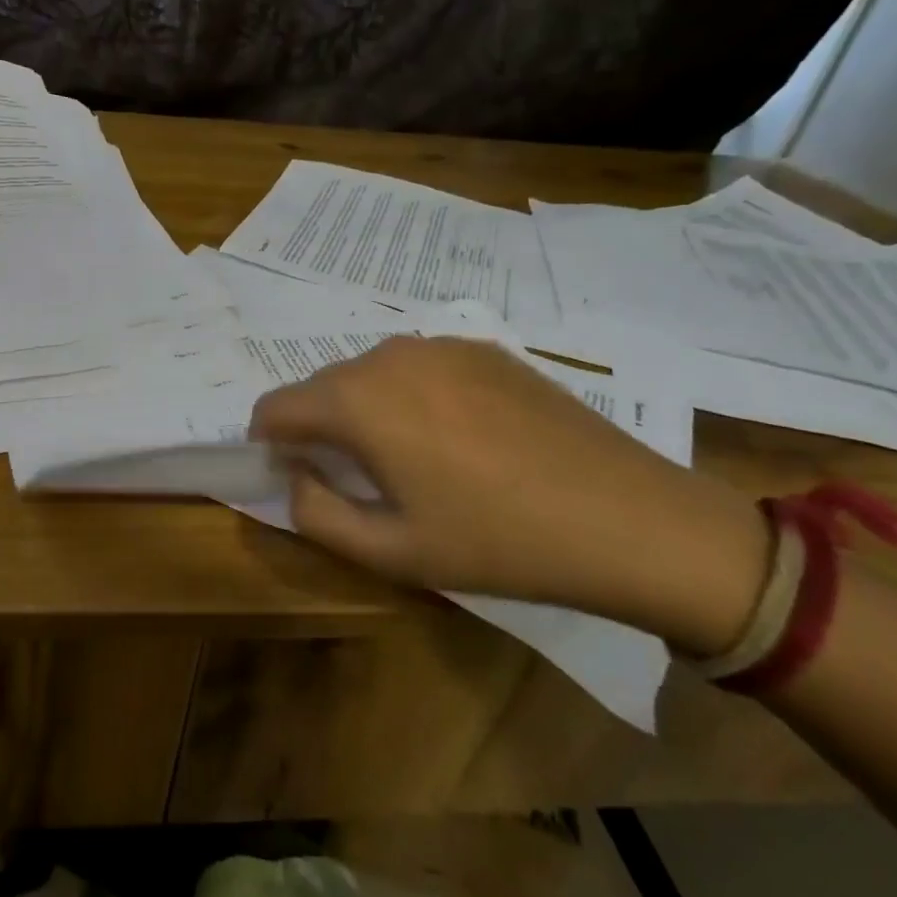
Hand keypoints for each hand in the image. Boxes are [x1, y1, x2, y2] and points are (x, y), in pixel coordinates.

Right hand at [249, 337, 769, 654]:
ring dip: (364, 410)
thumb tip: (295, 476)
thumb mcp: (390, 550)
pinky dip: (409, 396)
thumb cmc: (497, 541)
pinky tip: (456, 437)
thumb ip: (316, 513)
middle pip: (321, 386)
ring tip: (408, 459)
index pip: (275, 406)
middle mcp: (390, 356)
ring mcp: (442, 345)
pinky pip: (418, 367)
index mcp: (358, 400)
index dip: (268, 442)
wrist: (628, 518)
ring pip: (369, 374)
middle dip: (318, 427)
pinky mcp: (485, 348)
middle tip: (353, 478)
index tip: (290, 475)